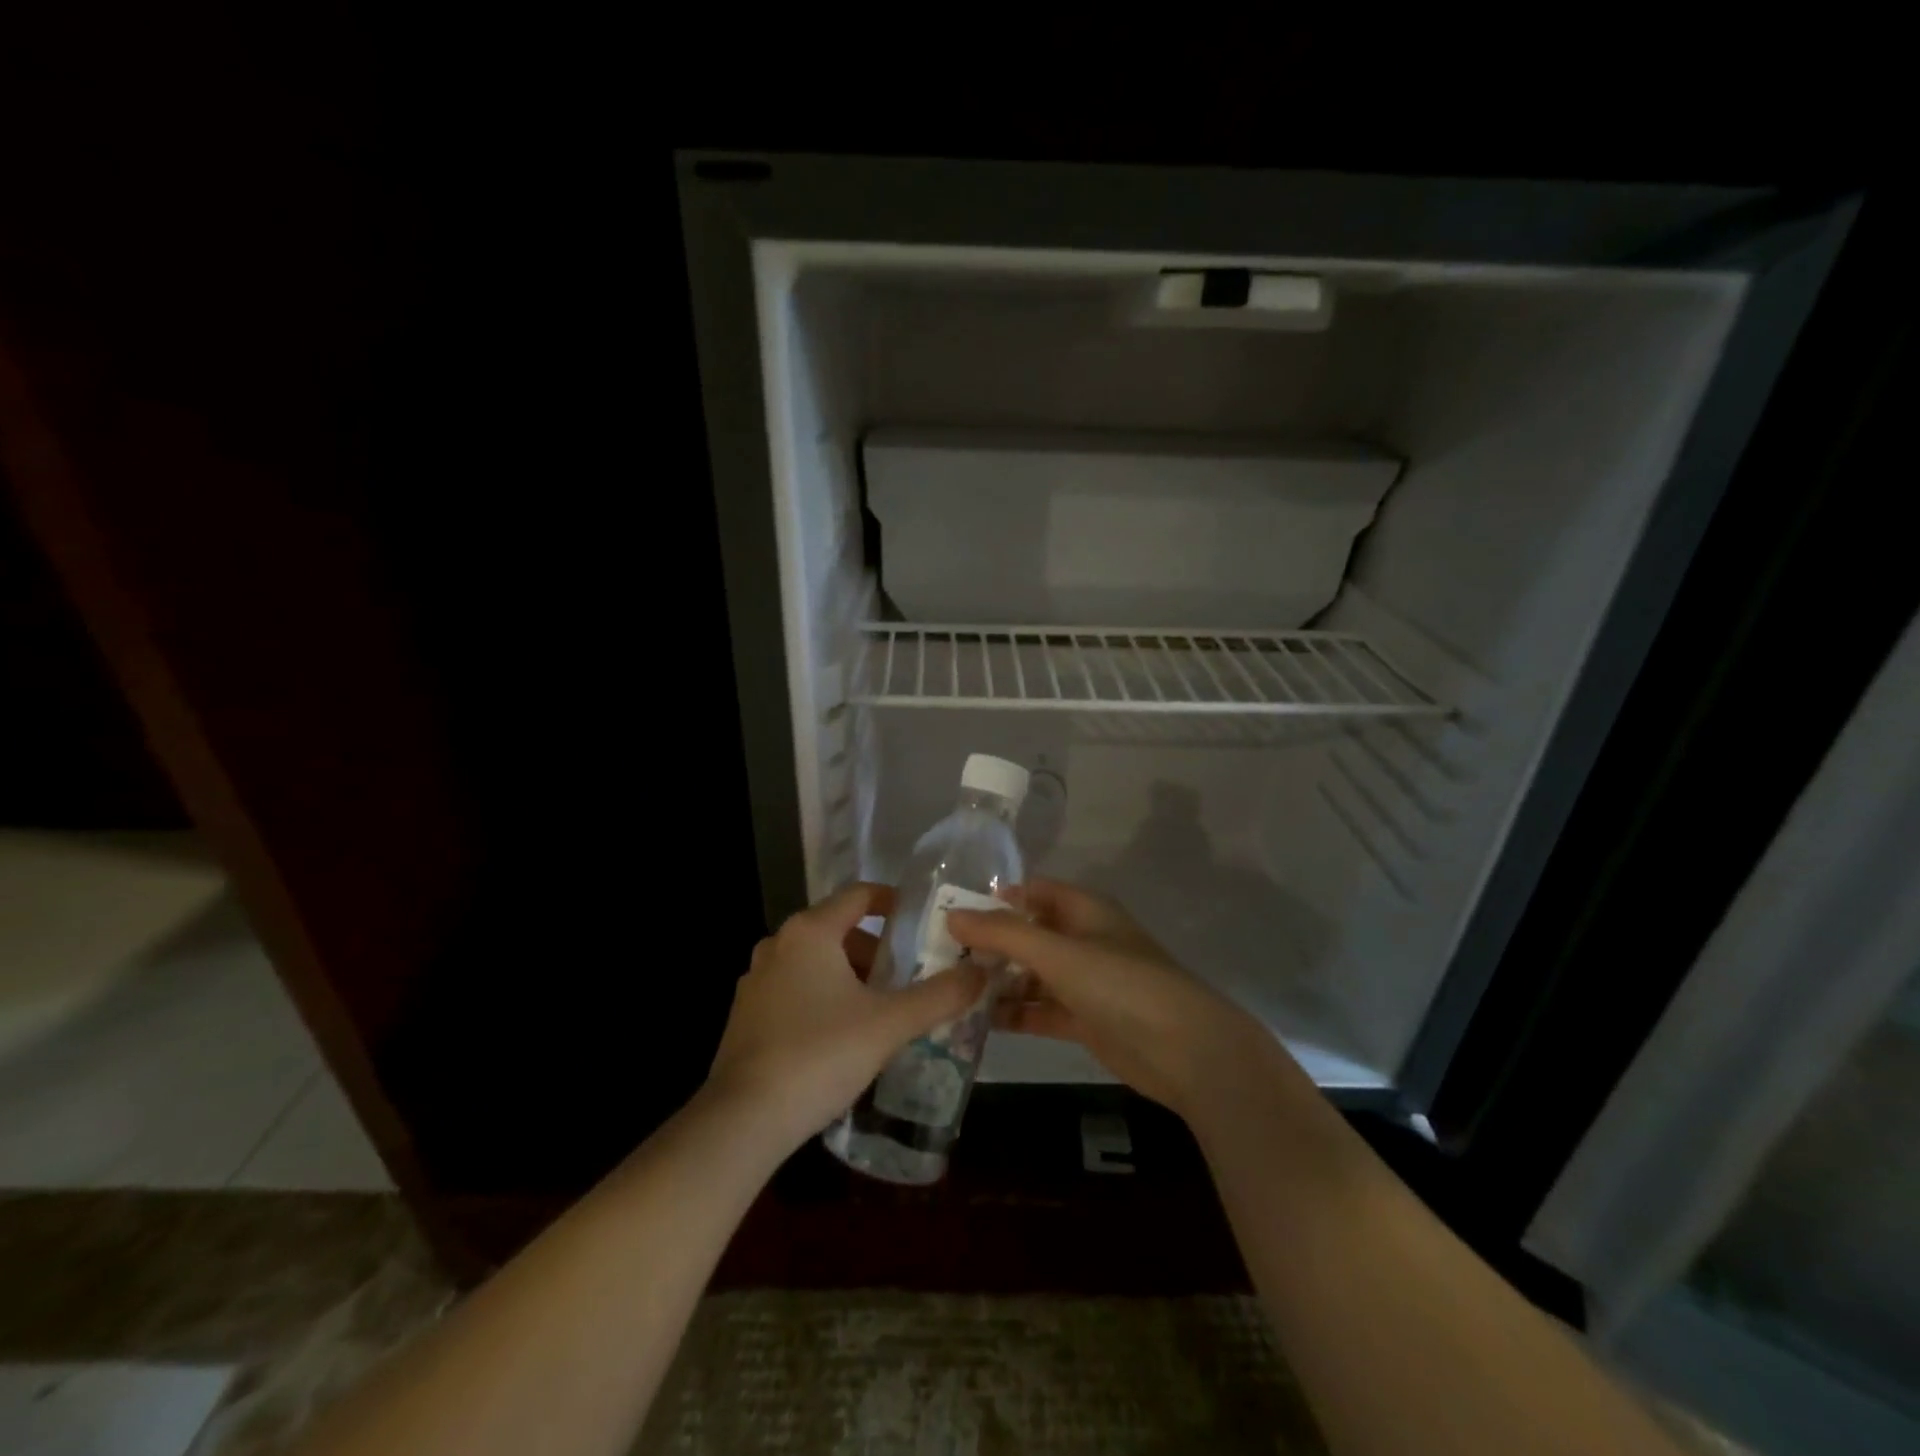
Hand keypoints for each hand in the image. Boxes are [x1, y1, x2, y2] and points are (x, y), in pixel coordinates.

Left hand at [705, 882, 987, 1153]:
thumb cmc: (820, 1054)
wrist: (743, 1120)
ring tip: (881, 1011)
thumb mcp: (889, 1024)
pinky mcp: (745, 1016)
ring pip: (816, 963)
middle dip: (877, 951)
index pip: (859, 895)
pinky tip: (842, 1037)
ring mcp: (756, 981)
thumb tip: (981, 973)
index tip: (922, 922)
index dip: (894, 902)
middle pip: (838, 930)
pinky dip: (823, 998)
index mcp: (810, 932)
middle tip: (908, 978)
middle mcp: (778, 945)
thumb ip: (940, 996)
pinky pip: (795, 990)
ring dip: (850, 977)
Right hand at [947, 880, 1265, 1118]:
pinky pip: (1040, 1009)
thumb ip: (1004, 934)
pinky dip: (1014, 1013)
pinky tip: (977, 1022)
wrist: (1186, 1051)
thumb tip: (952, 915)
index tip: (948, 911)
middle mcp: (1082, 939)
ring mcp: (1084, 981)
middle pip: (1027, 934)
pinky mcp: (1085, 1019)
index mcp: (1083, 910)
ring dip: (997, 982)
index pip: (1031, 891)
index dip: (994, 898)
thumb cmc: (1122, 985)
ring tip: (949, 991)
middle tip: (937, 957)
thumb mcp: (1059, 953)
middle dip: (988, 944)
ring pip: (1031, 974)